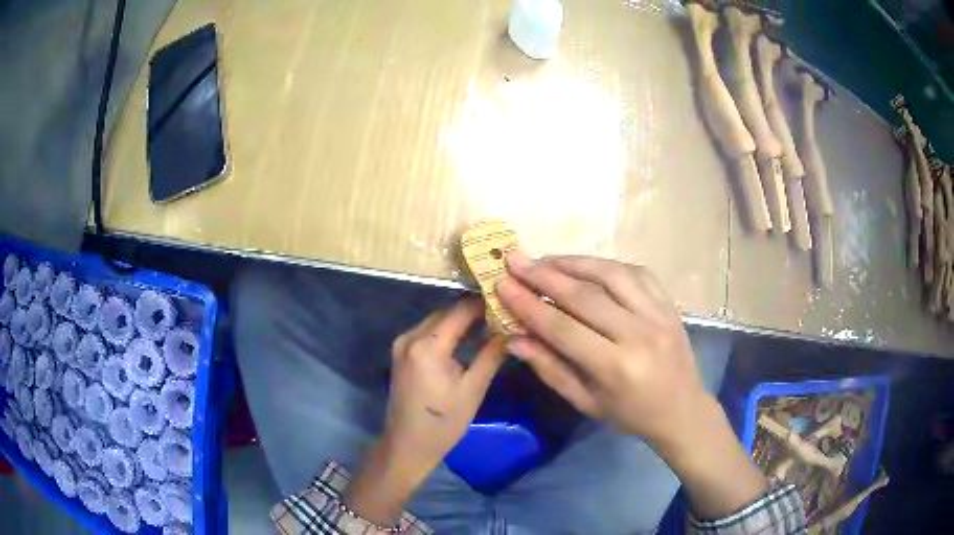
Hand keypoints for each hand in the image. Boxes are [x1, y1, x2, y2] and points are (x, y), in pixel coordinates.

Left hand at [384, 297, 505, 471]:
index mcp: (427, 346)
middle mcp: (410, 337)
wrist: (407, 445)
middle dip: (474, 309)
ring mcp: (402, 343)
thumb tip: (511, 329)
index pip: (460, 310)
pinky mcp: (402, 352)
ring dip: (461, 319)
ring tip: (492, 320)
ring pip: (437, 320)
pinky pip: (428, 331)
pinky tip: (469, 335)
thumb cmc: (443, 423)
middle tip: (503, 310)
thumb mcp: (473, 390)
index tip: (508, 299)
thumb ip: (491, 355)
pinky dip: (448, 330)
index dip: (484, 302)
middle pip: (447, 311)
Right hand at [495, 252, 708, 446]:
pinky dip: (606, 265)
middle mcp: (639, 334)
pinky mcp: (670, 304)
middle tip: (514, 260)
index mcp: (616, 367)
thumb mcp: (586, 402)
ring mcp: (659, 314)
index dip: (529, 305)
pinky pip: (636, 272)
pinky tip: (586, 266)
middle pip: (584, 295)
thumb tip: (514, 338)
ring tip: (545, 259)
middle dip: (544, 275)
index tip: (501, 285)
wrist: (683, 410)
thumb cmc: (630, 414)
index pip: (563, 328)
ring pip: (611, 275)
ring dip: (573, 262)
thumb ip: (550, 368)